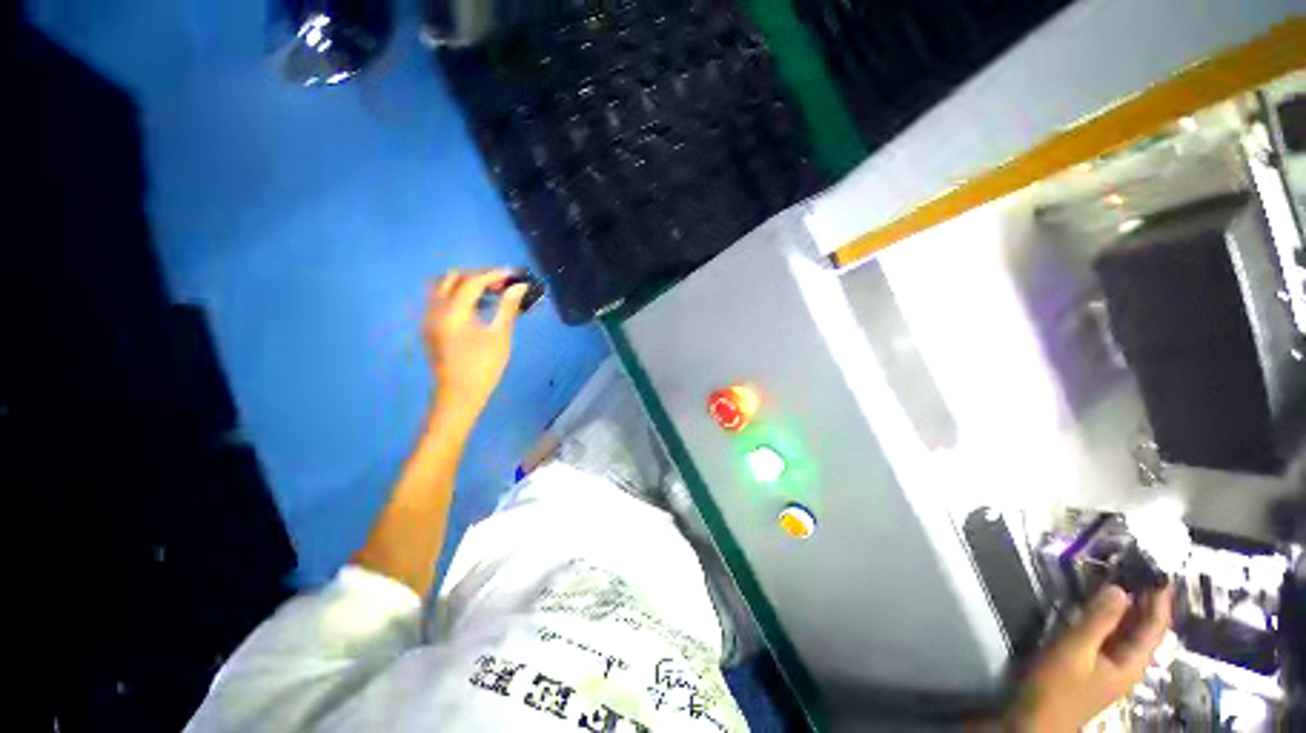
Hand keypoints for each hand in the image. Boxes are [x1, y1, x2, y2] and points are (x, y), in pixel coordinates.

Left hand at [424, 270, 527, 418]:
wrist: (459, 395)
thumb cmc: (484, 367)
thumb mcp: (500, 336)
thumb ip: (507, 307)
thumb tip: (519, 287)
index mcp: (453, 312)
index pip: (472, 281)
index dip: (494, 274)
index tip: (514, 275)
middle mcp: (435, 309)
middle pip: (452, 277)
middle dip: (478, 275)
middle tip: (501, 284)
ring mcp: (429, 318)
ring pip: (442, 286)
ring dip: (465, 283)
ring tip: (490, 292)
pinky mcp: (430, 326)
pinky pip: (440, 299)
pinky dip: (457, 294)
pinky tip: (476, 306)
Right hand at [1010, 583, 1173, 731]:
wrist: (1033, 719)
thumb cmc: (1056, 686)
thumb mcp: (1073, 651)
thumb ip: (1097, 621)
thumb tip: (1121, 588)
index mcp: (1131, 663)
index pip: (1155, 627)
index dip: (1160, 599)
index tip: (1161, 571)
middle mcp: (1127, 663)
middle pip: (1146, 629)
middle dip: (1148, 600)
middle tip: (1141, 568)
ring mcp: (1109, 664)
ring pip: (1128, 631)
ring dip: (1129, 606)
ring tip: (1123, 578)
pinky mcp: (1092, 663)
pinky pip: (1111, 634)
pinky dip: (1112, 616)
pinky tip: (1100, 605)